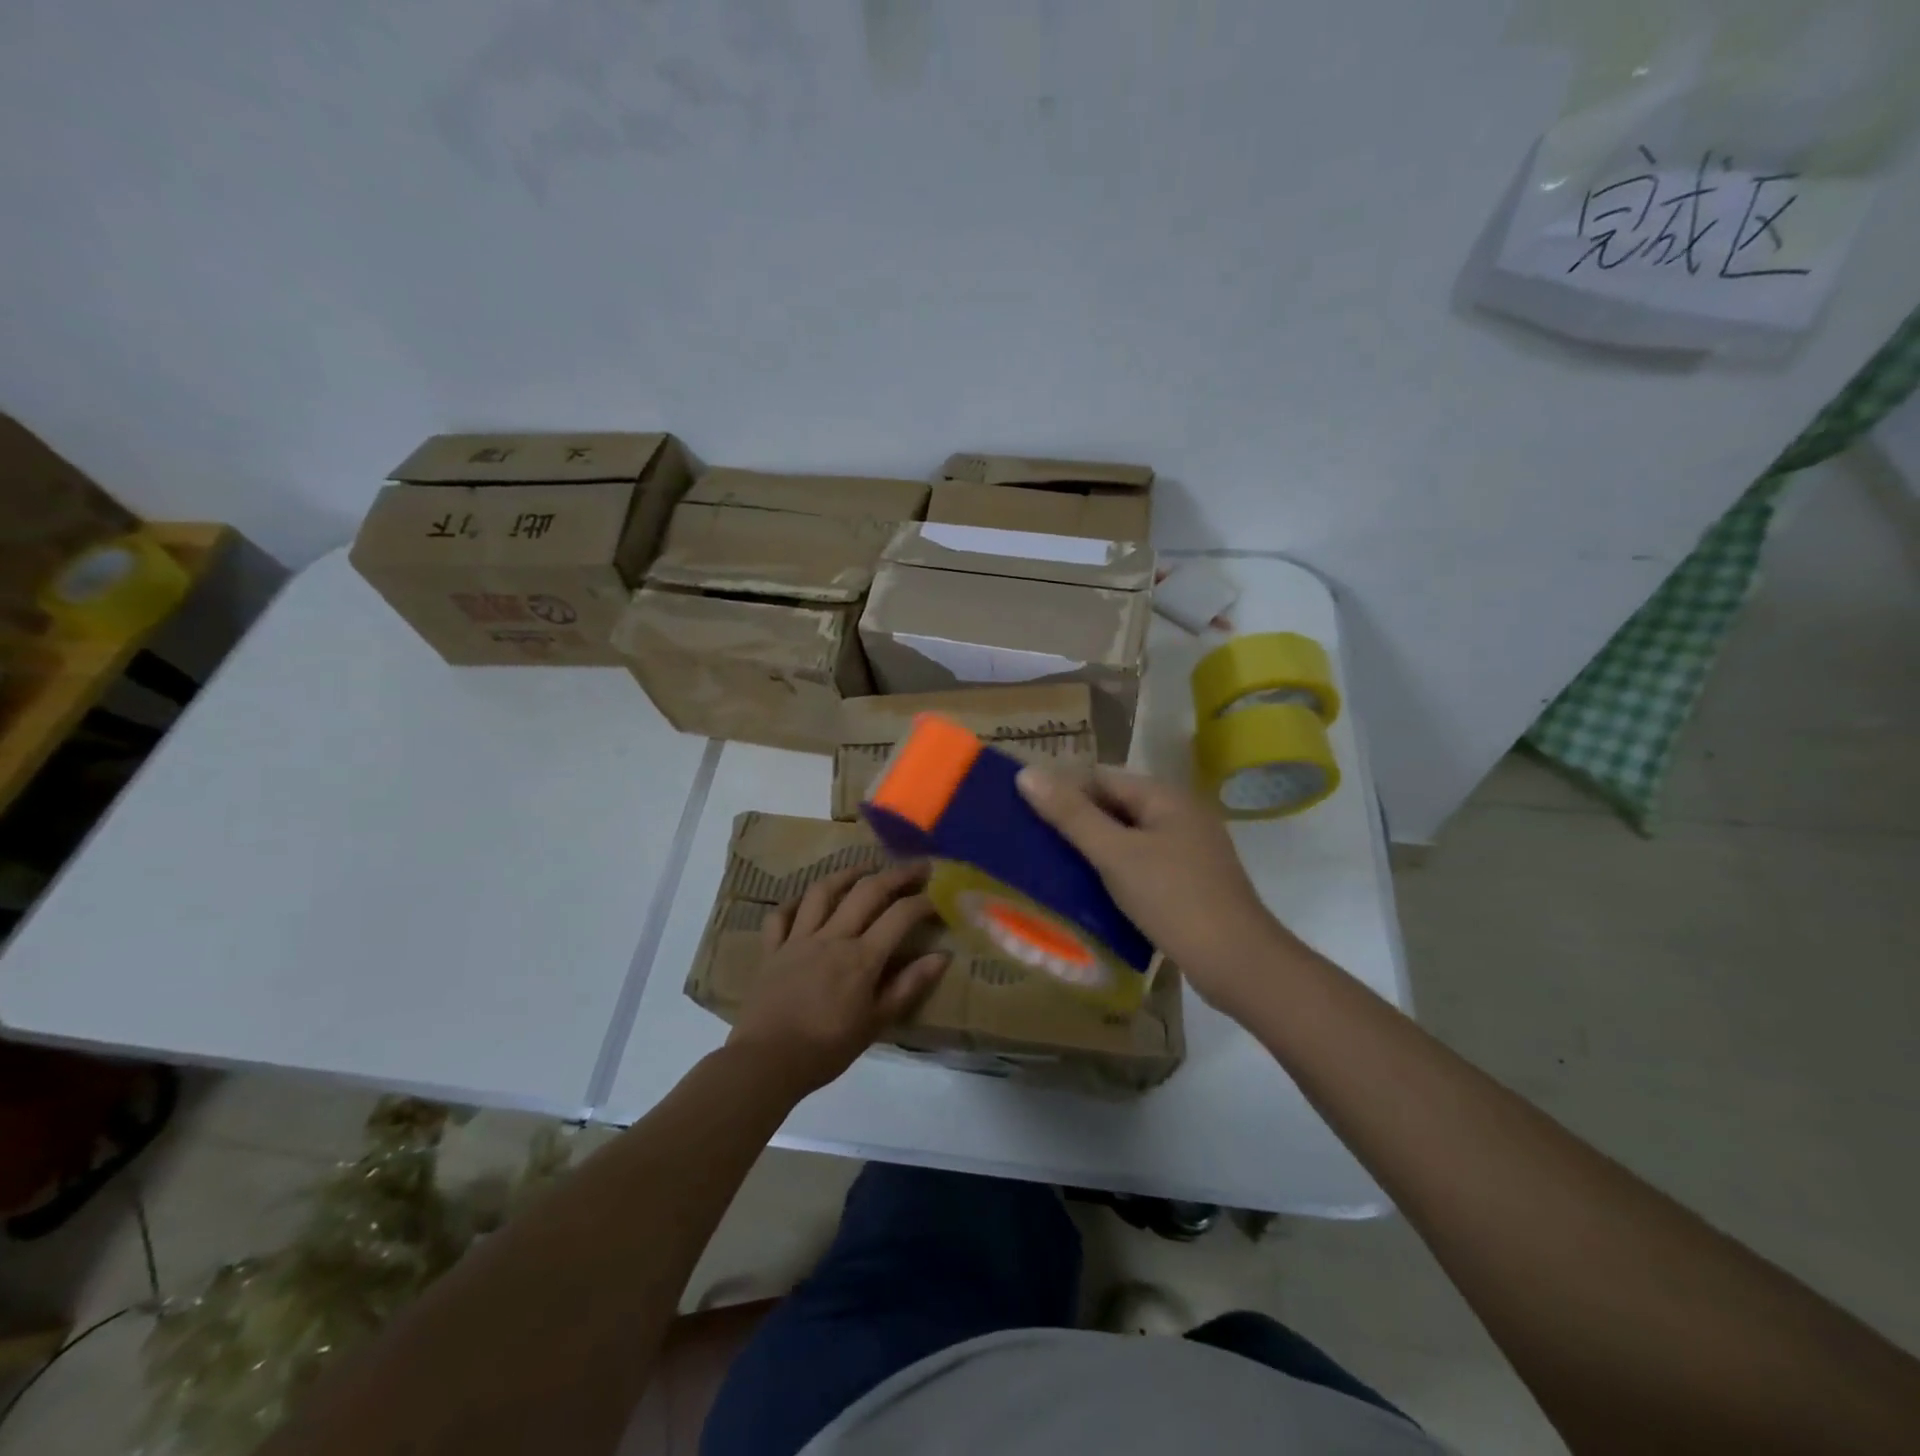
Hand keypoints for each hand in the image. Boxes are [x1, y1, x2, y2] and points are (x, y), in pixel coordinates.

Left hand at [727, 863, 947, 1094]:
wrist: (766, 1062)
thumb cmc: (827, 1048)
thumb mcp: (877, 1023)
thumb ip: (909, 986)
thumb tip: (942, 956)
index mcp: (861, 957)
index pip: (899, 916)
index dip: (922, 902)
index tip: (937, 897)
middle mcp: (832, 937)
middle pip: (866, 892)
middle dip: (895, 874)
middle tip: (915, 866)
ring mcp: (798, 939)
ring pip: (822, 892)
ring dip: (846, 874)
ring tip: (864, 867)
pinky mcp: (771, 950)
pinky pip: (780, 916)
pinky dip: (792, 903)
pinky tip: (804, 900)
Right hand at [1017, 766, 1294, 1015]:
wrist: (1237, 963)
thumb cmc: (1173, 898)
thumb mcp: (1115, 854)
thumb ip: (1071, 814)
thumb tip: (1026, 773)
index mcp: (1165, 797)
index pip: (1102, 777)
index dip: (1064, 790)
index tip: (1026, 813)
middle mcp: (1180, 815)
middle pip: (1116, 806)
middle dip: (1077, 821)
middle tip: (1033, 842)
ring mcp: (1189, 850)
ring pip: (1129, 838)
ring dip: (1095, 849)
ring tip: (1053, 867)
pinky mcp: (1190, 882)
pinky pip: (1143, 865)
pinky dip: (1116, 871)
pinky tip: (1092, 891)